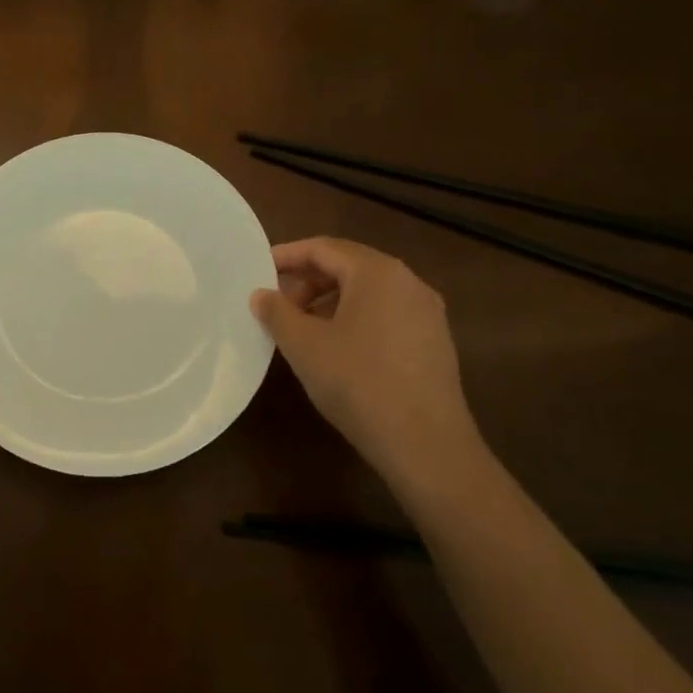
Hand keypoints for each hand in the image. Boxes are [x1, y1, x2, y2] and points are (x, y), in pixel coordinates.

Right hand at [250, 238, 487, 496]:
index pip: (323, 248)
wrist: (426, 445)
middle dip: (307, 281)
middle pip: (348, 266)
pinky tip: (335, 349)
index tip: (258, 270)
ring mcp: (426, 312)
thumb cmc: (358, 383)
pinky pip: (385, 314)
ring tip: (301, 329)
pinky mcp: (434, 341)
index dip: (287, 256)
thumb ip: (277, 312)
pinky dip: (354, 318)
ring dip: (328, 301)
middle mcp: (408, 282)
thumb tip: (261, 295)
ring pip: (367, 292)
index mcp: (378, 272)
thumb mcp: (304, 346)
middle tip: (277, 306)